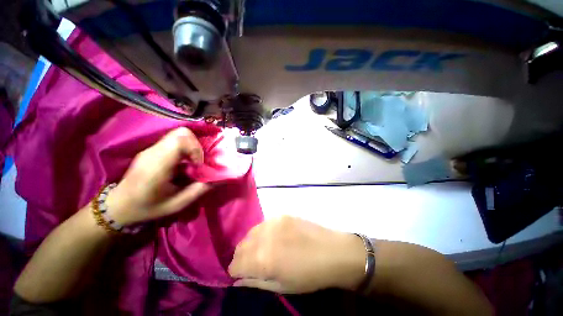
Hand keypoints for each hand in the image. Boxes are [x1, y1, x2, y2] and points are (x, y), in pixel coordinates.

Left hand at [105, 127, 210, 225]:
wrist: (118, 207)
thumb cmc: (148, 207)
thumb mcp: (178, 203)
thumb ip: (201, 189)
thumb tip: (221, 178)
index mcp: (158, 164)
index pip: (180, 139)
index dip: (196, 148)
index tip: (198, 165)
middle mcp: (153, 151)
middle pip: (181, 133)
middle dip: (196, 145)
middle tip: (198, 162)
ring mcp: (151, 149)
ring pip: (178, 135)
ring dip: (191, 147)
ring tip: (191, 164)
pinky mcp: (151, 150)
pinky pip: (173, 141)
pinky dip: (184, 149)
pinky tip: (182, 164)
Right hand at [228, 216, 365, 293]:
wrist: (332, 251)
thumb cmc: (309, 275)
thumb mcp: (281, 286)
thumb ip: (257, 281)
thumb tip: (238, 280)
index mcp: (263, 259)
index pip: (235, 264)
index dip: (235, 271)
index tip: (239, 274)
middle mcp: (265, 237)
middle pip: (240, 246)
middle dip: (241, 257)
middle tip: (250, 263)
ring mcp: (274, 222)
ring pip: (251, 232)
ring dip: (250, 243)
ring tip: (261, 250)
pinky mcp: (282, 215)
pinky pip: (264, 224)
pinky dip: (262, 233)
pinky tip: (272, 238)